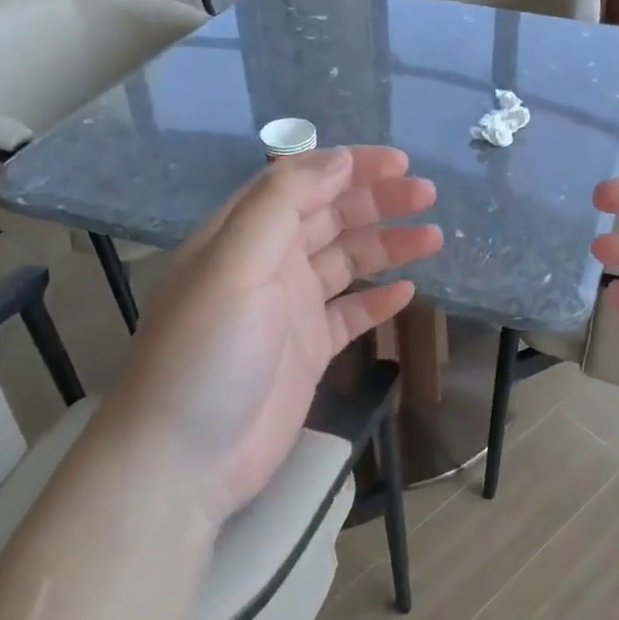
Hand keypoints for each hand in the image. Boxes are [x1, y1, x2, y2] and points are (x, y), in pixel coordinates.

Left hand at [99, 146, 440, 522]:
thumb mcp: (235, 264)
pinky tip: (408, 292)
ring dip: (387, 245)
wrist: (185, 461)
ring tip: (433, 236)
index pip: (299, 182)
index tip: (398, 162)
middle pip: (329, 217)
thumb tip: (337, 158)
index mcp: (243, 236)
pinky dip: (378, 300)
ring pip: (347, 263)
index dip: (348, 166)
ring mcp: (289, 310)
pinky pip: (350, 314)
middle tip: (426, 194)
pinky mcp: (308, 352)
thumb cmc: (207, 354)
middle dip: (377, 201)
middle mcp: (267, 265)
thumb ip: (283, 204)